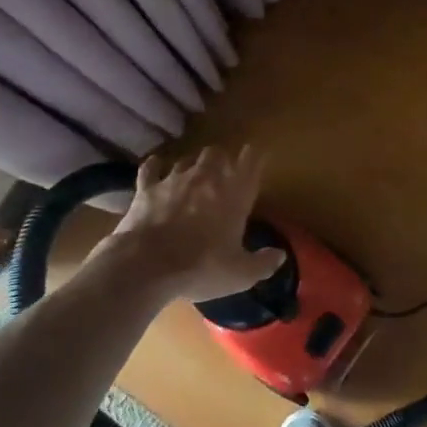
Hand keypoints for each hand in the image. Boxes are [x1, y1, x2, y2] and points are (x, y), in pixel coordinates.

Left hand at [103, 146, 284, 302]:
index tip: (255, 153)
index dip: (254, 157)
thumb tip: (280, 256)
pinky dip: (155, 166)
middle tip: (222, 172)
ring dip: (192, 165)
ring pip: (187, 160)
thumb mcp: (240, 274)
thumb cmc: (201, 268)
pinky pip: (151, 169)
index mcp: (234, 196)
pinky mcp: (147, 189)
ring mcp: (174, 181)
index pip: (250, 165)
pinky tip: (155, 165)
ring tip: (192, 175)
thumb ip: (263, 263)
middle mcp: (206, 180)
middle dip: (221, 160)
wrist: (146, 265)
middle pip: (217, 155)